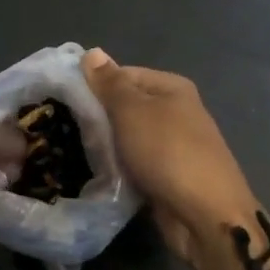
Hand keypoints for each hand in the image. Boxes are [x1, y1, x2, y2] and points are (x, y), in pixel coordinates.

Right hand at [82, 48, 269, 269]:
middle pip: (125, 107)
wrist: (206, 216)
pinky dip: (118, 169)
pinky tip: (95, 175)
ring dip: (105, 147)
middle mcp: (175, 112)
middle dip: (97, 118)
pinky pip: (134, 165)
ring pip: (127, 139)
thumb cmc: (168, 153)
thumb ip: (110, 83)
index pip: (122, 74)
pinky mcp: (167, 176)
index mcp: (171, 87)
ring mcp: (173, 146)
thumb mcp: (132, 111)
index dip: (94, 85)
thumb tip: (92, 52)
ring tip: (72, 152)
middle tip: (63, 128)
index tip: (63, 101)